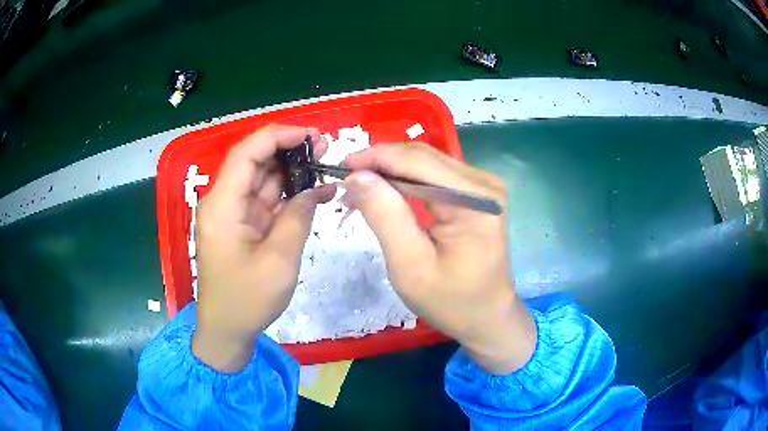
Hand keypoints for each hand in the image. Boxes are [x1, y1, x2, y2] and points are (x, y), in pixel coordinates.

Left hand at [192, 125, 334, 371]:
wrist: (227, 330)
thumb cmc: (247, 300)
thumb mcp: (279, 260)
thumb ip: (298, 218)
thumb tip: (315, 189)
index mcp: (222, 205)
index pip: (246, 154)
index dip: (278, 136)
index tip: (311, 135)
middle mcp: (224, 202)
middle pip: (254, 162)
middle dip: (288, 150)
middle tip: (324, 147)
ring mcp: (233, 214)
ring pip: (262, 179)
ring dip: (291, 170)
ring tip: (323, 163)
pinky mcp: (243, 226)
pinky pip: (266, 201)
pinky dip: (288, 194)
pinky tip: (313, 190)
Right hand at [343, 144, 536, 374]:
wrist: (487, 316)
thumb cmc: (451, 301)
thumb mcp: (410, 266)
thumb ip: (385, 216)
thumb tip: (357, 176)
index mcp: (474, 200)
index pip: (417, 161)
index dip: (375, 158)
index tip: (341, 168)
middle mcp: (483, 183)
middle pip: (423, 157)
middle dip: (381, 164)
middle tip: (347, 183)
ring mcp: (483, 186)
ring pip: (427, 163)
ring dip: (392, 172)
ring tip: (361, 190)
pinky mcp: (477, 194)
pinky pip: (435, 176)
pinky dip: (407, 181)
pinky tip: (387, 193)